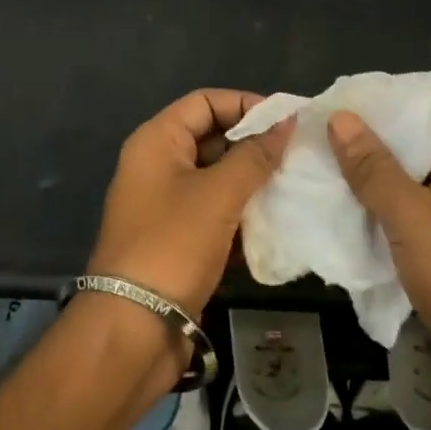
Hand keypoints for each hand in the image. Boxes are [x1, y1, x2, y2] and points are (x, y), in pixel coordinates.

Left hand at [91, 90, 295, 319]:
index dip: (245, 104)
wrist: (133, 328)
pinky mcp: (177, 239)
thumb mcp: (218, 194)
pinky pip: (214, 211)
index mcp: (156, 142)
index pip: (204, 102)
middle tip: (297, 154)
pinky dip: (241, 212)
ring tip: (293, 184)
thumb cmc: (173, 245)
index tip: (286, 120)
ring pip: (216, 177)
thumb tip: (286, 121)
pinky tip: (275, 220)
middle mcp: (157, 166)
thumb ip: (255, 155)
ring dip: (251, 180)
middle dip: (253, 144)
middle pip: (211, 137)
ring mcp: (165, 204)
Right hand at [327, 109, 430, 419]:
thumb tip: (339, 117)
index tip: (320, 109)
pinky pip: (404, 224)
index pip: (417, 113)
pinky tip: (331, 219)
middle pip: (407, 151)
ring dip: (362, 190)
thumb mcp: (414, 217)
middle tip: (303, 144)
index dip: (371, 109)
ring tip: (307, 176)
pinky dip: (374, 222)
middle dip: (358, 151)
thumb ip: (373, 167)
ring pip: (402, 190)